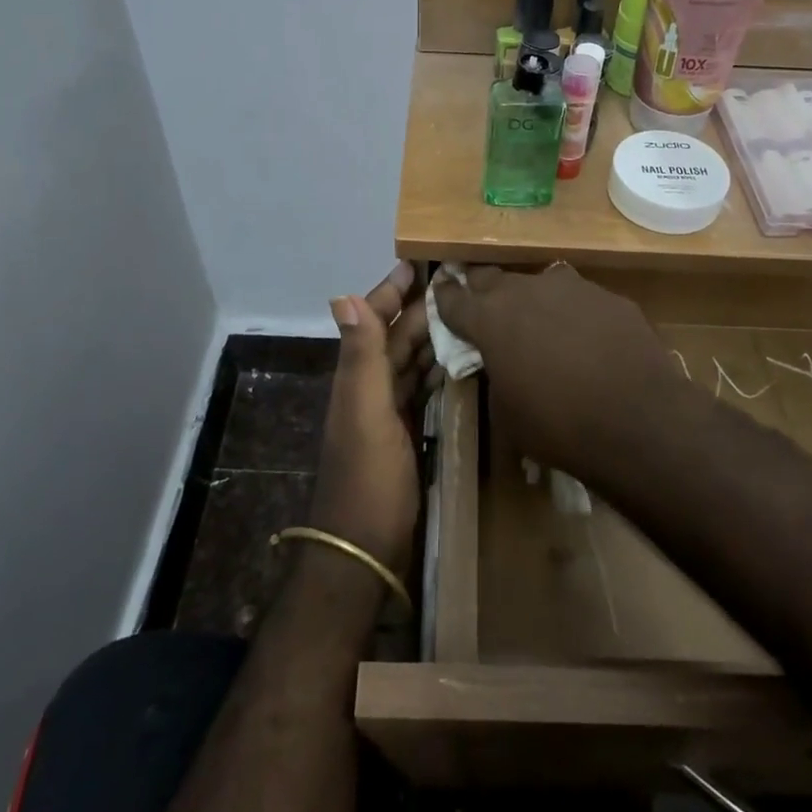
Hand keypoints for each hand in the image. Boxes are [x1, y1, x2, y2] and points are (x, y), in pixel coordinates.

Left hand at [307, 263, 433, 573]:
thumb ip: (360, 356)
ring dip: (431, 335)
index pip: (374, 319)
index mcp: (358, 376)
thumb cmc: (367, 478)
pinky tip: (459, 362)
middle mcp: (370, 387)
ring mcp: (387, 413)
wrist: (364, 550)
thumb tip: (344, 295)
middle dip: (419, 306)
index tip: (419, 261)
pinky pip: (423, 390)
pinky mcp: (406, 434)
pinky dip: (438, 370)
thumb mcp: (365, 413)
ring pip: (410, 361)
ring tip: (466, 312)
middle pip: (396, 336)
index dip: (391, 290)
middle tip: (457, 281)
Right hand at [435, 265, 683, 471]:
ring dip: (531, 301)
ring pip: (538, 284)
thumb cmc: (558, 424)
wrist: (639, 420)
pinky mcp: (608, 296)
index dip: (444, 298)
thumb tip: (502, 362)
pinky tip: (587, 340)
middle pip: (491, 278)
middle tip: (485, 310)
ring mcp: (571, 288)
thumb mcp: (507, 412)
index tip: (441, 296)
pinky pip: (579, 299)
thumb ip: (496, 374)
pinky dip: (573, 314)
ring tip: (541, 326)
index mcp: (490, 318)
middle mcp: (526, 290)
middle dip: (483, 292)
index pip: (452, 299)